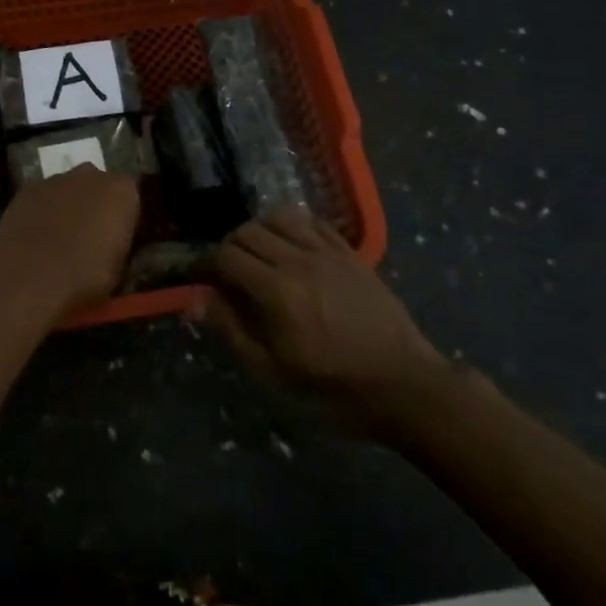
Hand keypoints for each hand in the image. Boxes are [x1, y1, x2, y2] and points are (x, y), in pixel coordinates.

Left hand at [0, 166, 140, 318]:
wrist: (29, 278)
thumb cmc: (85, 277)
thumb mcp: (118, 270)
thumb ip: (118, 246)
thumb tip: (110, 246)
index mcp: (122, 191)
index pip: (130, 197)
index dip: (123, 219)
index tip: (116, 239)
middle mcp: (91, 175)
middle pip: (98, 186)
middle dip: (95, 205)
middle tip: (89, 237)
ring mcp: (55, 179)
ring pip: (68, 189)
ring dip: (67, 206)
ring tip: (58, 240)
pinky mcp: (26, 189)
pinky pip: (42, 198)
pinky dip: (41, 211)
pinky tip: (35, 237)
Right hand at [205, 208, 445, 435]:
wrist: (405, 385)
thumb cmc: (335, 389)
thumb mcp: (275, 375)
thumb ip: (234, 332)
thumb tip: (200, 299)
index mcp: (276, 291)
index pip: (227, 256)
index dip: (210, 265)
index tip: (208, 282)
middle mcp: (298, 260)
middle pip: (249, 231)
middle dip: (231, 247)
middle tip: (232, 273)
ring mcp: (328, 251)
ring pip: (280, 216)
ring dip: (261, 230)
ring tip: (261, 256)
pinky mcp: (350, 252)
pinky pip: (313, 222)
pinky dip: (295, 227)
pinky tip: (294, 248)